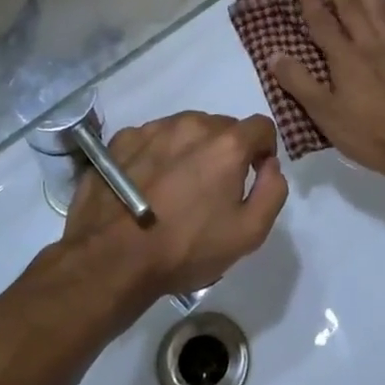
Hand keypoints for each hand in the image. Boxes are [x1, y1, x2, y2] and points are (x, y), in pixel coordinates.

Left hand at [60, 111, 288, 304]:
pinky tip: (147, 185)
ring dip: (190, 149)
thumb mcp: (248, 233)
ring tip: (176, 187)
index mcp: (226, 144)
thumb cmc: (186, 248)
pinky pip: (152, 138)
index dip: (263, 150)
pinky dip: (157, 154)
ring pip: (185, 129)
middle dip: (225, 151)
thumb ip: (273, 191)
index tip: (252, 174)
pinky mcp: (121, 140)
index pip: (261, 126)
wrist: (111, 260)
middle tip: (212, 188)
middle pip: (222, 127)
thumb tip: (270, 165)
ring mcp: (152, 129)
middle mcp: (191, 125)